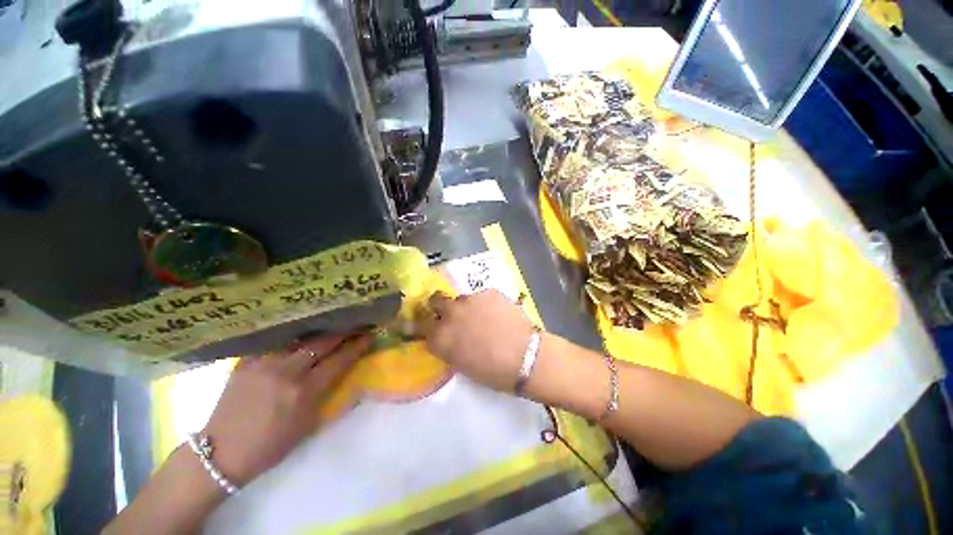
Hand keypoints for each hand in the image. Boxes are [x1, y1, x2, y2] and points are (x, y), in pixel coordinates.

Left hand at [203, 334, 369, 485]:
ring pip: (299, 338)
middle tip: (355, 325)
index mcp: (303, 392)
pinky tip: (299, 336)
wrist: (221, 452)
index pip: (339, 360)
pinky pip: (275, 343)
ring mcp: (263, 364)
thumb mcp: (308, 423)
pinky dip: (292, 339)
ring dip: (319, 332)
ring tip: (331, 326)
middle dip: (342, 333)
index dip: (357, 346)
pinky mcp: (246, 362)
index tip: (369, 335)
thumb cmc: (271, 445)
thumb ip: (326, 392)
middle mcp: (285, 372)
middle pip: (321, 343)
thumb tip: (341, 368)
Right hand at [424, 290, 534, 391]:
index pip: (420, 324)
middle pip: (436, 300)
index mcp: (439, 337)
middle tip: (452, 314)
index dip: (426, 324)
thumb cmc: (493, 371)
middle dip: (440, 306)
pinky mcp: (488, 292)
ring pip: (460, 298)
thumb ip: (449, 346)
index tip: (431, 325)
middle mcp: (450, 314)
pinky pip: (480, 296)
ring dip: (465, 306)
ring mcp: (469, 300)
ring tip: (481, 316)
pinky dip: (484, 304)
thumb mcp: (462, 364)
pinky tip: (497, 313)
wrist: (525, 356)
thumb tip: (449, 336)